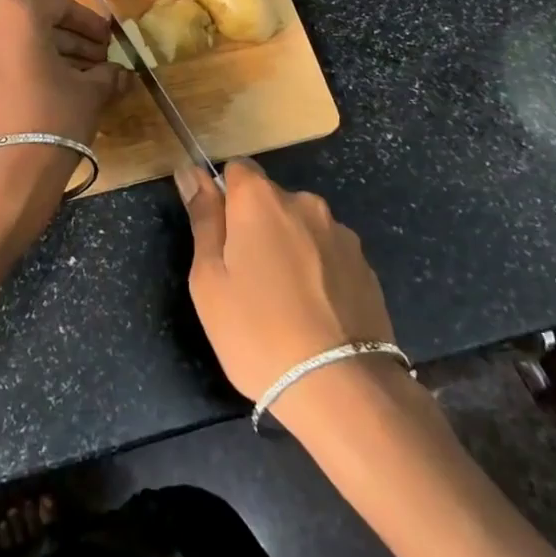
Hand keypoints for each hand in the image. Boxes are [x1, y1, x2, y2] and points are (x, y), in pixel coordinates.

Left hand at [0, 0, 125, 243]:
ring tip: (76, 76)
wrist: (7, 172)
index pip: (59, 4)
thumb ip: (107, 73)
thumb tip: (120, 74)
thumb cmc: (54, 116)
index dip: (88, 22)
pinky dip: (19, 67)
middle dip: (68, 39)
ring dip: (45, 54)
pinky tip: (46, 88)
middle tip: (96, 59)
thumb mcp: (91, 90)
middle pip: (33, 22)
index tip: (108, 41)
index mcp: (15, 12)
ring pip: (12, 42)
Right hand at [176, 159, 398, 415]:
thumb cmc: (257, 331)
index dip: (224, 198)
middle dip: (257, 226)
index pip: (237, 169)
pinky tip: (315, 315)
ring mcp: (340, 233)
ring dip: (290, 248)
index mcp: (260, 199)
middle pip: (270, 200)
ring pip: (301, 228)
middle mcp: (304, 202)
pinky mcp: (365, 265)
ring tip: (285, 304)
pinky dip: (318, 272)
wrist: (341, 388)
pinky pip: (329, 255)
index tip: (220, 238)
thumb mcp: (209, 279)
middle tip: (246, 280)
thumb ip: (203, 218)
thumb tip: (190, 170)